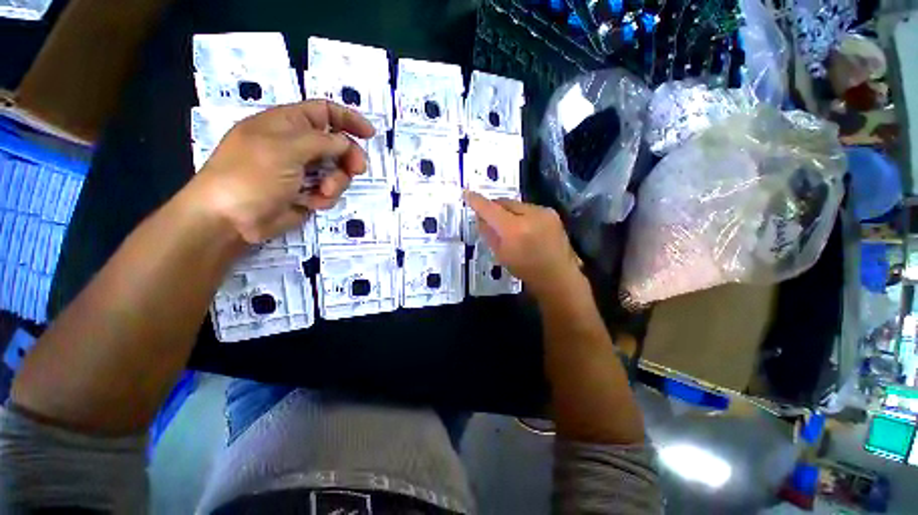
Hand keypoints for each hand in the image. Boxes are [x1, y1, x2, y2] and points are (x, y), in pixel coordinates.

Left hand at [188, 100, 375, 242]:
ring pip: (328, 171)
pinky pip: (318, 193)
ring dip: (335, 180)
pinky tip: (313, 203)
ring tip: (325, 192)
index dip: (347, 119)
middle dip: (346, 155)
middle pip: (331, 142)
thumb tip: (344, 142)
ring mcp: (291, 172)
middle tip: (356, 169)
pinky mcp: (291, 198)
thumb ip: (324, 140)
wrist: (223, 218)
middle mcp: (290, 144)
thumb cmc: (252, 172)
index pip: (324, 111)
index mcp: (287, 122)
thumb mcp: (290, 146)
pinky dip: (321, 198)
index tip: (369, 134)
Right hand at [464, 191, 583, 298]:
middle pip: (504, 202)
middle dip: (495, 207)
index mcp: (514, 229)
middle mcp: (530, 215)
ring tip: (509, 226)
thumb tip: (480, 217)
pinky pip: (531, 208)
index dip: (476, 201)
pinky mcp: (552, 213)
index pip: (490, 208)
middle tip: (488, 216)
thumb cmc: (526, 271)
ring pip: (518, 205)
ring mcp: (543, 212)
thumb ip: (488, 233)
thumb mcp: (501, 255)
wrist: (558, 277)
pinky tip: (525, 229)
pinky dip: (524, 215)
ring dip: (510, 212)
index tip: (466, 193)